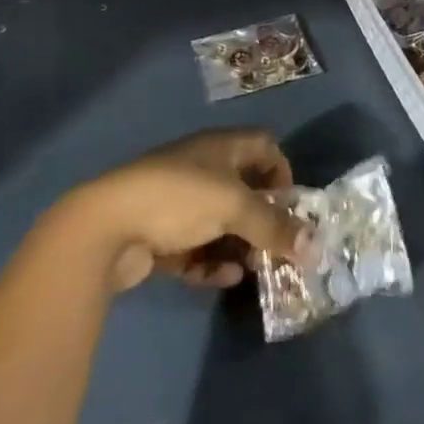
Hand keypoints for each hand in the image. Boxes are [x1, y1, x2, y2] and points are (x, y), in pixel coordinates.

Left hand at [62, 129, 309, 292]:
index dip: (282, 171)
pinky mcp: (159, 234)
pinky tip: (223, 277)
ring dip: (239, 244)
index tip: (292, 205)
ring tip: (252, 268)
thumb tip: (317, 246)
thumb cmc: (179, 198)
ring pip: (220, 222)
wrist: (107, 225)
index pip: (264, 146)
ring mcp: (178, 202)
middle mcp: (202, 168)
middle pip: (244, 189)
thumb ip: (274, 226)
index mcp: (221, 147)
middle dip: (262, 219)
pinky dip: (211, 261)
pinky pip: (196, 247)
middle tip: (277, 248)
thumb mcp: (234, 207)